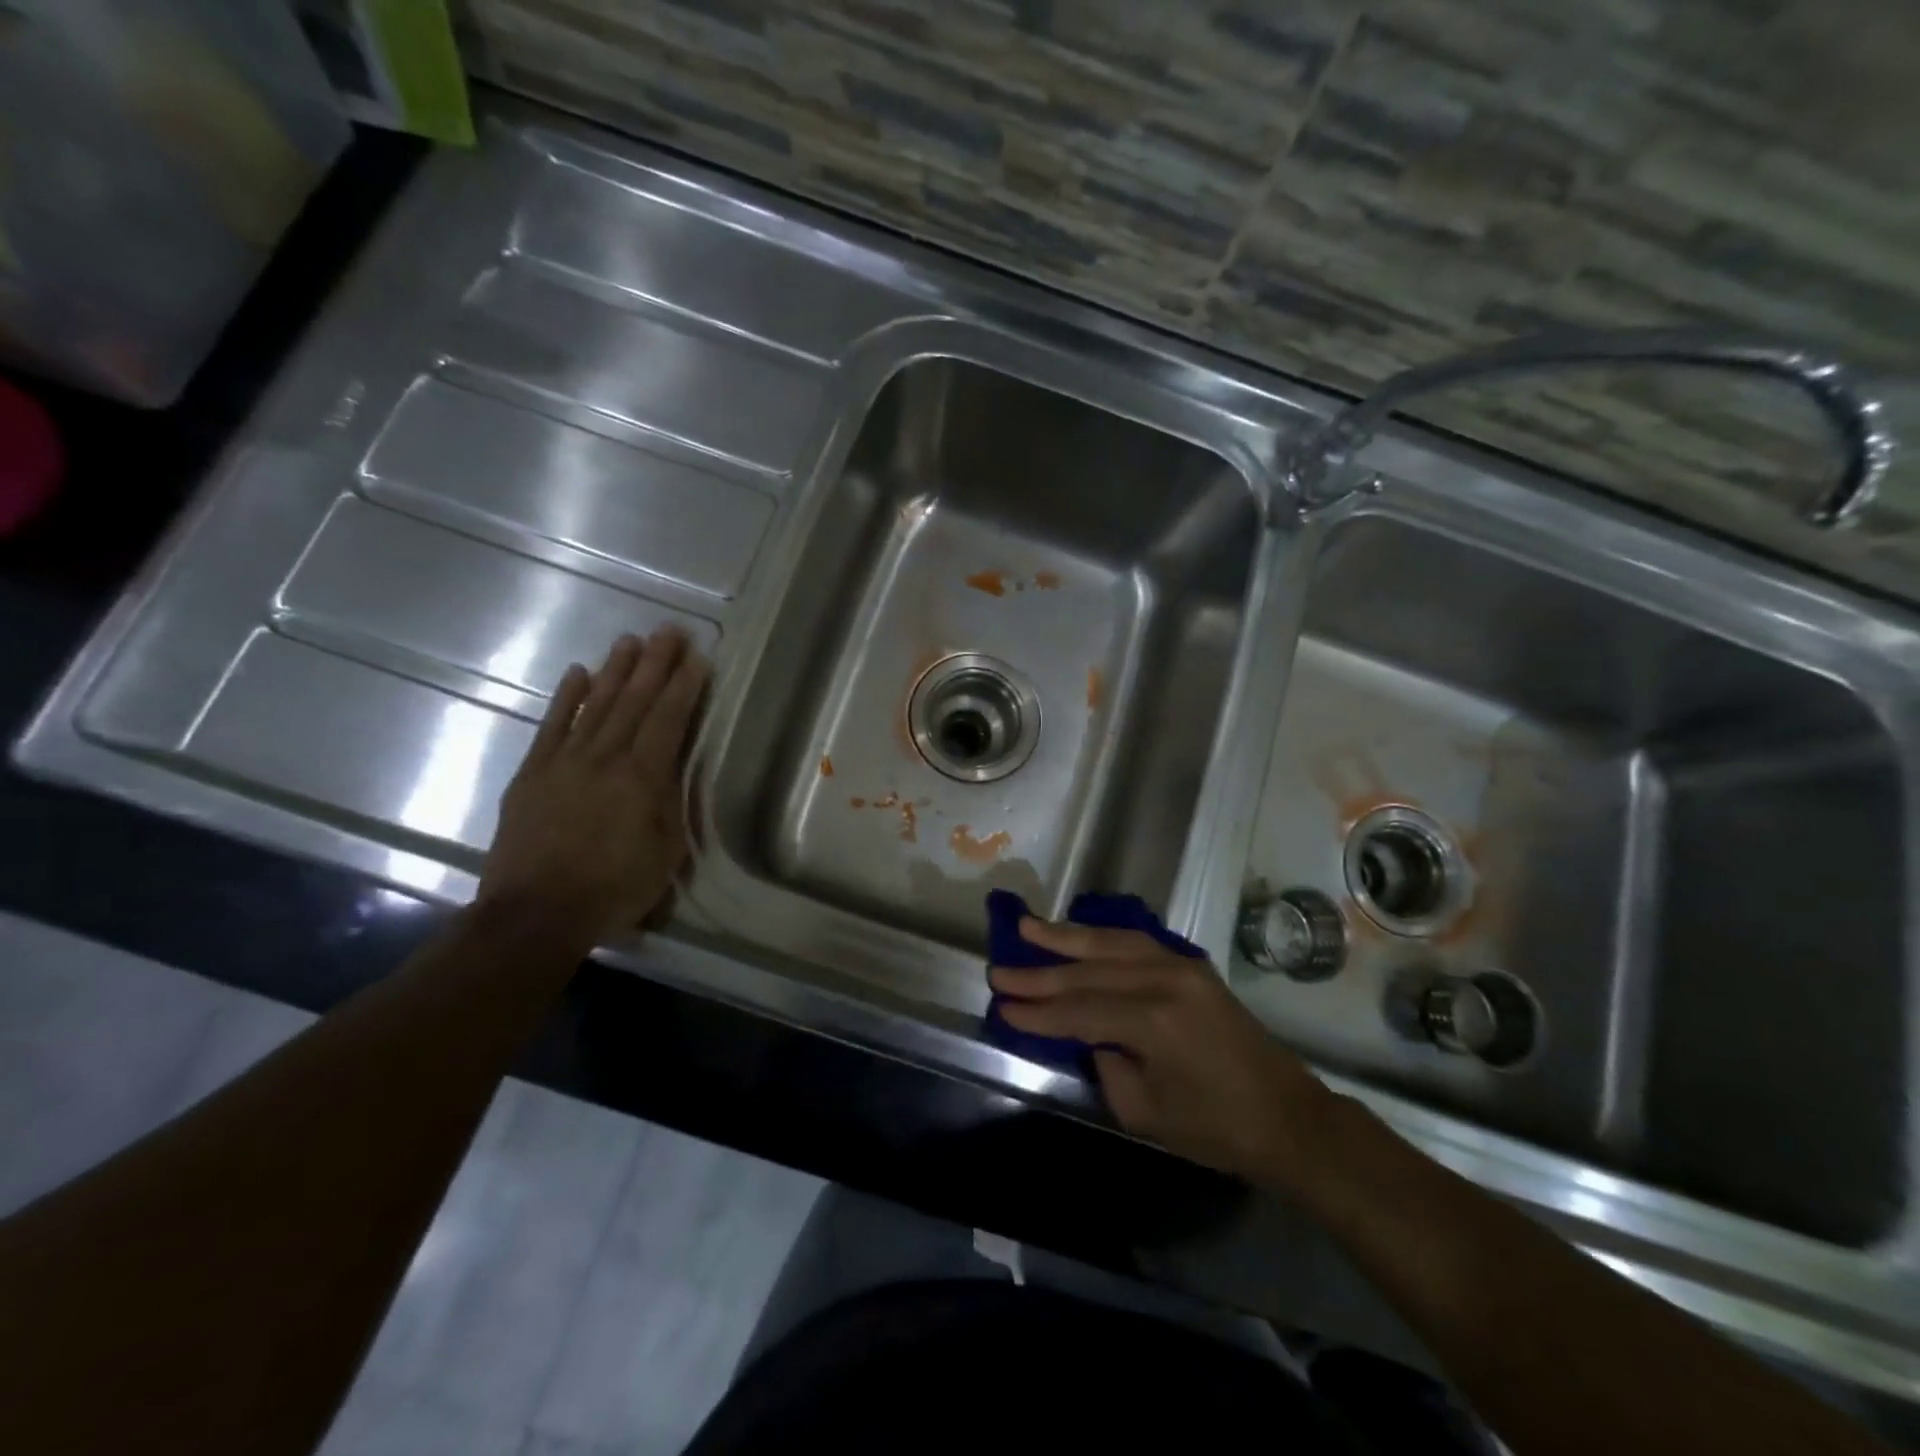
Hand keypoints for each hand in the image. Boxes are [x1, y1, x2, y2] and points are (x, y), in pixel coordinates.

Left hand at [477, 629, 707, 943]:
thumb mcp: (665, 851)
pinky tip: (578, 672)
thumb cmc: (614, 888)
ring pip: (595, 704)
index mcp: (642, 777)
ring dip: (615, 670)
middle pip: (634, 701)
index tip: (698, 657)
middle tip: (669, 630)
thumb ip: (670, 802)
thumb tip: (672, 766)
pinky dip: (566, 697)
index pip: (668, 719)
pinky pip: (552, 726)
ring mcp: (564, 761)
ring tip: (630, 640)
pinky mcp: (533, 773)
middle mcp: (605, 757)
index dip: (684, 686)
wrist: (536, 913)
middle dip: (655, 664)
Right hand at [990, 919, 1335, 1185]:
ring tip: (1027, 927)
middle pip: (1089, 972)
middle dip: (1041, 972)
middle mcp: (1165, 981)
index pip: (1080, 1011)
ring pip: (1110, 944)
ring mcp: (1181, 966)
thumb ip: (1106, 1064)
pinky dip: (1101, 938)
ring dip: (1066, 937)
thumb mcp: (1145, 1111)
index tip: (1002, 1006)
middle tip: (1000, 969)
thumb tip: (1089, 1033)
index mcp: (1154, 1022)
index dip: (1038, 1012)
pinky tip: (1077, 936)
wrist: (1288, 1118)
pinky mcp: (1192, 966)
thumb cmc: (1216, 1129)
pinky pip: (1136, 943)